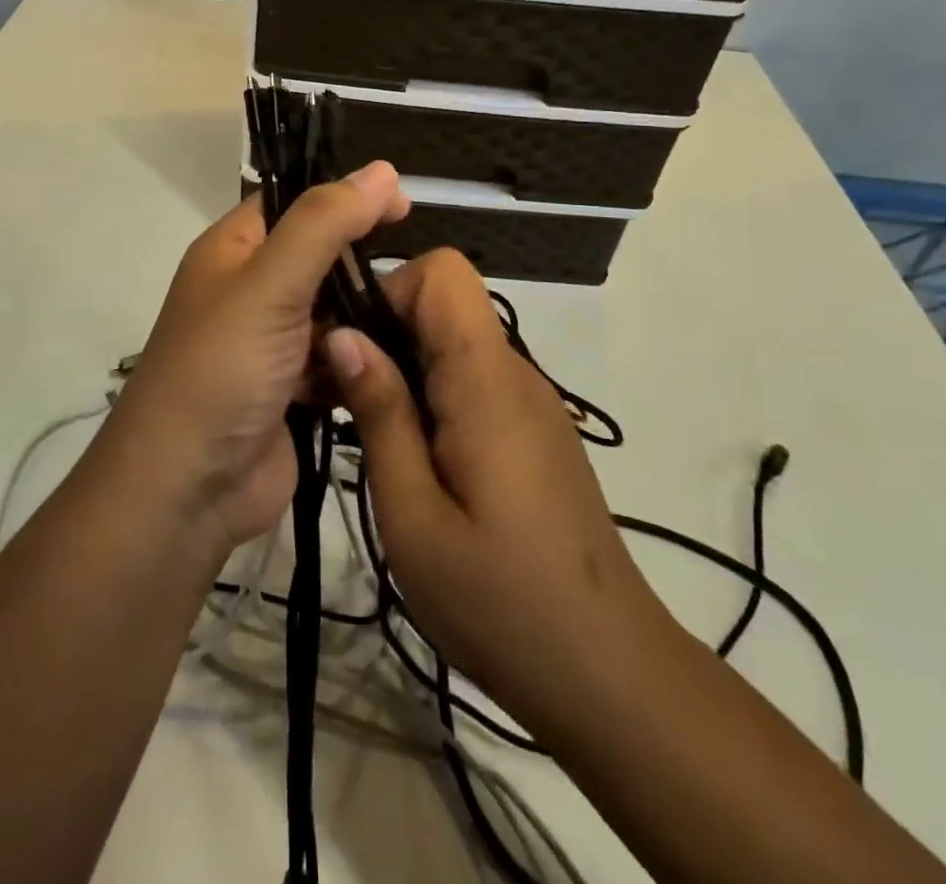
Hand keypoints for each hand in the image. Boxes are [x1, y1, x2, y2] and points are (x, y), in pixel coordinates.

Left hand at [106, 163, 409, 553]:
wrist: (187, 490)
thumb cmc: (221, 369)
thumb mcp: (270, 283)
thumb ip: (325, 224)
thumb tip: (382, 170)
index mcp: (233, 251)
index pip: (295, 203)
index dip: (346, 197)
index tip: (405, 205)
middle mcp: (250, 290)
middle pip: (320, 257)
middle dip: (363, 262)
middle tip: (420, 273)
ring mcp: (272, 342)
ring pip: (334, 310)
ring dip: (367, 315)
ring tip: (420, 317)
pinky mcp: (292, 388)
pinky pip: (338, 358)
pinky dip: (360, 358)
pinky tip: (396, 361)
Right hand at [323, 249, 667, 729]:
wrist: (608, 674)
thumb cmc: (500, 602)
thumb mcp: (413, 515)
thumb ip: (380, 413)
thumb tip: (342, 334)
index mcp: (487, 380)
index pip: (443, 271)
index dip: (390, 291)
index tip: (351, 348)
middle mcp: (514, 373)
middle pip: (442, 305)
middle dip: (383, 334)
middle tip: (338, 399)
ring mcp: (529, 402)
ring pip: (453, 344)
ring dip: (403, 370)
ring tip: (368, 436)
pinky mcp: (532, 432)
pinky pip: (472, 382)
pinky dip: (431, 399)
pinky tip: (413, 461)